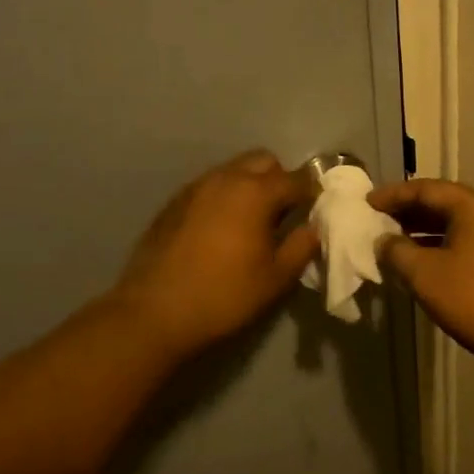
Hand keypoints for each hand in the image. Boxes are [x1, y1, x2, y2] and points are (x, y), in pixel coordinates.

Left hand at [109, 150, 318, 357]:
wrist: (154, 311)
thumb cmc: (224, 295)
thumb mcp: (274, 278)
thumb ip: (301, 247)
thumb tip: (314, 228)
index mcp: (255, 192)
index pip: (297, 179)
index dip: (312, 192)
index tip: (318, 209)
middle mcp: (226, 178)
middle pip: (263, 161)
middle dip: (280, 179)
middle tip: (284, 213)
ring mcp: (196, 187)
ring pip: (234, 170)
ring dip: (250, 185)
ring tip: (252, 221)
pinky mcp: (174, 201)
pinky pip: (210, 186)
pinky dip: (224, 196)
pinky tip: (220, 228)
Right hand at [369, 178, 473, 377]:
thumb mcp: (424, 274)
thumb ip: (396, 251)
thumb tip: (383, 240)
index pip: (426, 189)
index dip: (393, 194)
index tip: (366, 202)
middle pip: (443, 201)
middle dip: (408, 209)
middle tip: (378, 218)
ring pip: (456, 221)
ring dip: (424, 227)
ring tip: (394, 238)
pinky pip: (467, 237)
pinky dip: (441, 242)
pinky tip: (422, 258)